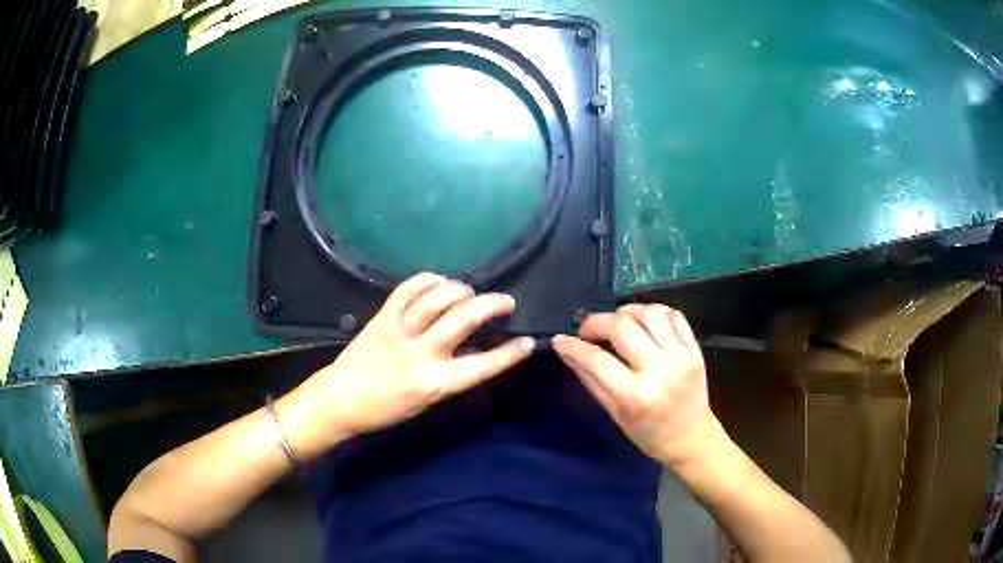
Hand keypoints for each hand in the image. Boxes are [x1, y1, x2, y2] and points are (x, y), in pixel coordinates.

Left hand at [279, 273, 534, 458]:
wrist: (340, 399)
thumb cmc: (386, 410)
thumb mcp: (427, 401)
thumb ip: (452, 376)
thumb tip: (476, 353)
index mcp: (434, 383)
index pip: (483, 366)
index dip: (510, 353)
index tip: (527, 341)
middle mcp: (421, 354)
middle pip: (464, 318)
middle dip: (492, 305)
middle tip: (505, 302)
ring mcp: (400, 331)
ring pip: (438, 298)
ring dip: (461, 289)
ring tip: (469, 291)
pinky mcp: (383, 316)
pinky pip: (409, 288)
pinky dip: (428, 280)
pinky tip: (439, 282)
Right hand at [551, 304, 720, 467]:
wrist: (692, 438)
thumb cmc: (649, 434)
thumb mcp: (615, 414)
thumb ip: (591, 380)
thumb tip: (567, 351)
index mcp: (635, 395)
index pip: (597, 359)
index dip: (574, 346)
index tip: (561, 339)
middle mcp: (659, 370)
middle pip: (623, 328)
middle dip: (597, 322)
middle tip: (587, 329)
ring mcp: (680, 356)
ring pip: (649, 314)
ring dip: (626, 312)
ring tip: (616, 322)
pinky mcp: (694, 349)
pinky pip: (674, 315)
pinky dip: (654, 311)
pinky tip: (643, 321)